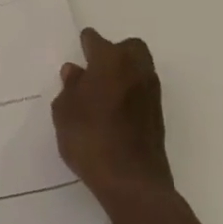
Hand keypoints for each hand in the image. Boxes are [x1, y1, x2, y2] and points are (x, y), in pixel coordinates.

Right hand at [52, 28, 175, 209]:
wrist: (132, 183)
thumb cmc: (90, 140)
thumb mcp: (64, 112)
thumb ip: (70, 87)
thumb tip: (76, 72)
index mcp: (109, 61)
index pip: (95, 39)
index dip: (84, 46)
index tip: (77, 55)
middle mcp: (135, 69)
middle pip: (129, 47)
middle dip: (114, 52)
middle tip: (95, 71)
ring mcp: (151, 93)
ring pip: (140, 68)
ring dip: (125, 73)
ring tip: (103, 94)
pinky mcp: (158, 116)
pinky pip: (143, 91)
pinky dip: (131, 94)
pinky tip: (115, 112)